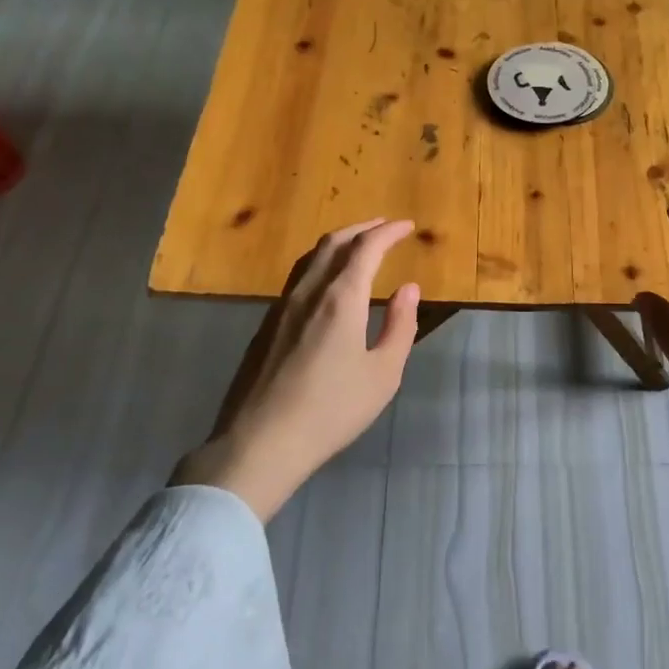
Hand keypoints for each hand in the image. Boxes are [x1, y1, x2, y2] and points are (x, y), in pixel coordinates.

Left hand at [172, 218, 419, 518]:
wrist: (259, 443)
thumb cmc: (331, 410)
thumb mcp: (383, 374)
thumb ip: (400, 326)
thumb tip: (408, 288)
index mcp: (341, 299)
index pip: (366, 248)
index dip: (388, 232)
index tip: (406, 226)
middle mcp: (308, 292)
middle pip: (334, 243)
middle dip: (362, 229)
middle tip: (384, 226)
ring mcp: (281, 307)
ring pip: (310, 257)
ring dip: (337, 243)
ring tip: (356, 245)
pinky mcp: (266, 325)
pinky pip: (296, 277)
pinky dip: (319, 263)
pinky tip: (325, 282)